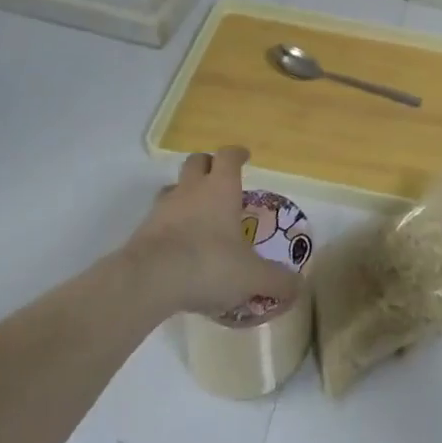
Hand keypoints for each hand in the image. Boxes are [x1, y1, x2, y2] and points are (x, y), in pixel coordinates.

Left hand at [126, 148, 301, 318]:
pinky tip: (176, 246)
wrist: (148, 281)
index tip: (244, 157)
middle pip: (197, 161)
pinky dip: (168, 225)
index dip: (237, 154)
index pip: (228, 156)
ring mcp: (163, 208)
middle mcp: (192, 189)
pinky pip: (157, 218)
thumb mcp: (251, 276)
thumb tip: (299, 288)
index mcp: (221, 188)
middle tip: (219, 181)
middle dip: (208, 166)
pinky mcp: (142, 231)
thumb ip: (276, 281)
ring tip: (196, 214)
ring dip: (184, 194)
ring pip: (174, 187)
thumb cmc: (208, 264)